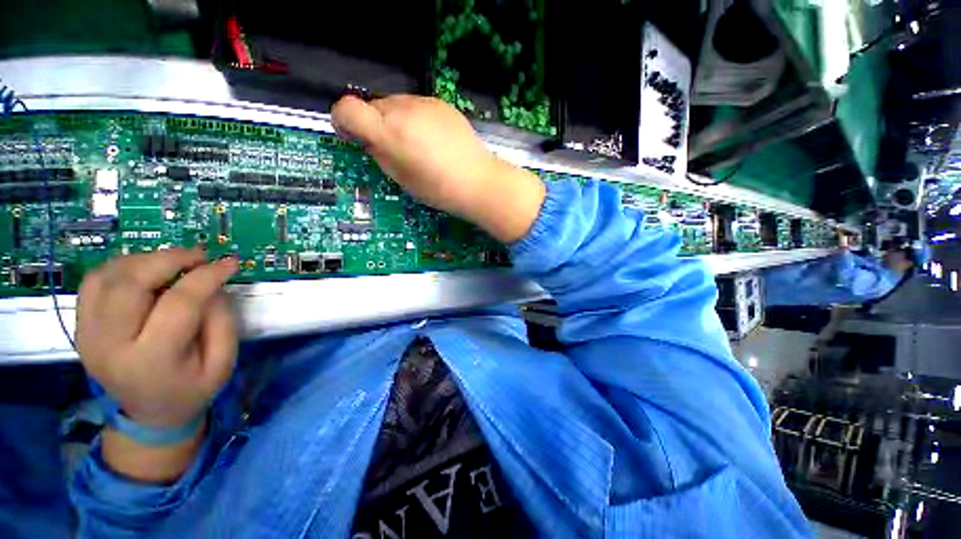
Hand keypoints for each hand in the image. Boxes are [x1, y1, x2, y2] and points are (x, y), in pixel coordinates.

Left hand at [76, 249, 238, 427]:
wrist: (149, 414)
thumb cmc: (192, 389)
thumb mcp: (222, 363)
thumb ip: (221, 322)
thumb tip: (212, 286)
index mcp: (152, 360)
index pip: (178, 304)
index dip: (207, 277)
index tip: (230, 263)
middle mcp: (110, 345)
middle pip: (130, 284)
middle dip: (169, 259)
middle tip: (199, 255)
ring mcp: (89, 335)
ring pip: (107, 276)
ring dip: (145, 260)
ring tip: (174, 263)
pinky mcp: (81, 327)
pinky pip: (94, 282)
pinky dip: (121, 267)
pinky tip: (146, 271)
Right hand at [331, 94, 545, 242]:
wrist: (478, 181)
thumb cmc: (439, 189)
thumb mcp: (402, 179)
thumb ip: (379, 155)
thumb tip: (369, 140)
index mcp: (389, 131)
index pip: (346, 108)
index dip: (343, 121)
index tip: (352, 136)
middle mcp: (403, 109)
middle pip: (372, 106)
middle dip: (375, 124)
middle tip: (392, 149)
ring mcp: (425, 103)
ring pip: (395, 104)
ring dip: (396, 121)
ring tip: (417, 146)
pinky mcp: (442, 103)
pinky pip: (417, 106)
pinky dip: (415, 119)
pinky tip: (433, 139)